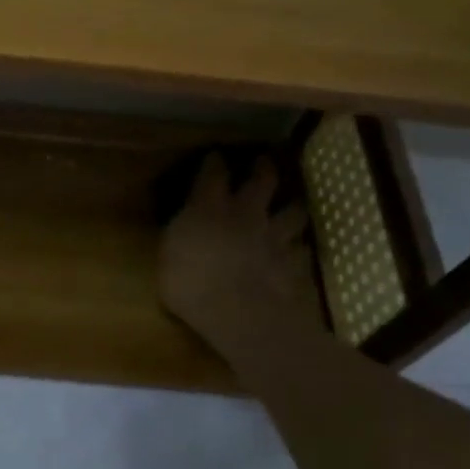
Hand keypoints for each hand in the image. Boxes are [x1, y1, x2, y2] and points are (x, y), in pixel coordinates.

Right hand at [159, 153, 321, 362]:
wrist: (236, 311)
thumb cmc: (188, 283)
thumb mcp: (168, 254)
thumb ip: (180, 234)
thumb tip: (184, 225)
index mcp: (209, 207)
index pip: (213, 173)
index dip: (214, 163)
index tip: (215, 156)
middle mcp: (245, 213)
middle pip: (262, 181)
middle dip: (263, 168)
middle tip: (264, 162)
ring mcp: (272, 236)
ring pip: (292, 211)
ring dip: (293, 206)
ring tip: (293, 204)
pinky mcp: (290, 262)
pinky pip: (301, 249)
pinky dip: (299, 248)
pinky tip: (298, 250)